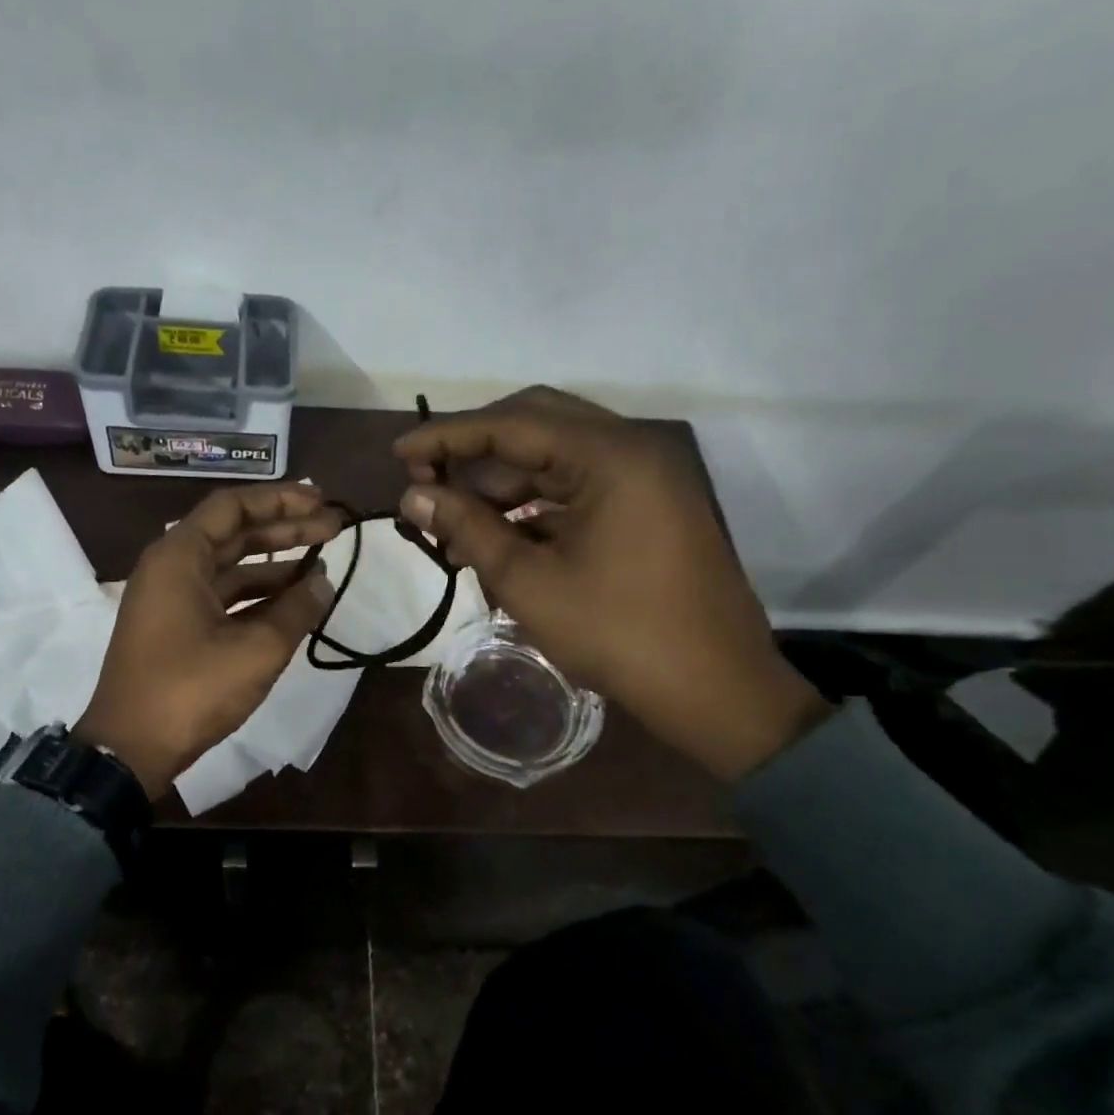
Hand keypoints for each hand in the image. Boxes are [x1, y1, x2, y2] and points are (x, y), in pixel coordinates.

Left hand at [75, 483, 340, 799]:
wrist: (130, 749)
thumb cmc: (190, 690)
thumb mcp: (255, 649)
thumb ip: (296, 610)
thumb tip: (324, 580)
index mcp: (179, 557)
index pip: (234, 507)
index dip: (281, 499)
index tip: (321, 501)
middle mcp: (171, 567)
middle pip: (234, 532)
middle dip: (285, 528)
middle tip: (333, 526)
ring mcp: (172, 599)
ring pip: (230, 566)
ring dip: (275, 563)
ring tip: (322, 562)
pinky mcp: (177, 627)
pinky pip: (223, 596)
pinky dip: (258, 595)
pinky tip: (294, 601)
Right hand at [394, 386, 830, 780]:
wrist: (715, 690)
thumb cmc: (617, 633)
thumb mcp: (528, 581)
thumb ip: (467, 527)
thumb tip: (413, 494)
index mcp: (609, 456)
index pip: (511, 425)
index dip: (448, 436)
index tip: (399, 452)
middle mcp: (631, 450)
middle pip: (536, 424)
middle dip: (475, 450)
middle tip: (426, 477)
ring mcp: (644, 478)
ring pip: (555, 458)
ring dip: (501, 484)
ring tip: (452, 525)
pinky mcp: (647, 507)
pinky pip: (577, 487)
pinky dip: (533, 505)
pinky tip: (497, 537)